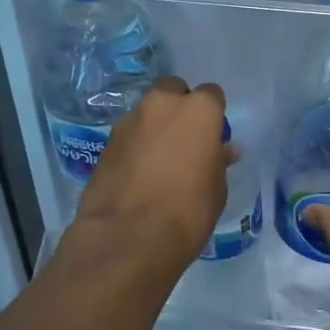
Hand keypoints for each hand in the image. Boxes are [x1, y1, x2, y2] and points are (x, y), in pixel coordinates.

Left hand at [59, 77, 230, 287]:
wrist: (128, 238)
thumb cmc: (187, 212)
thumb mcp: (216, 189)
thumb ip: (218, 161)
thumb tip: (222, 150)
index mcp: (198, 110)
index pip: (211, 94)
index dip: (213, 115)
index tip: (212, 137)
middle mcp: (163, 105)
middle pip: (174, 91)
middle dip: (179, 108)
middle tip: (184, 141)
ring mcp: (130, 121)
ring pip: (149, 112)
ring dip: (155, 127)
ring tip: (159, 161)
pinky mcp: (107, 142)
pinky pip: (129, 135)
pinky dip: (136, 146)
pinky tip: (139, 174)